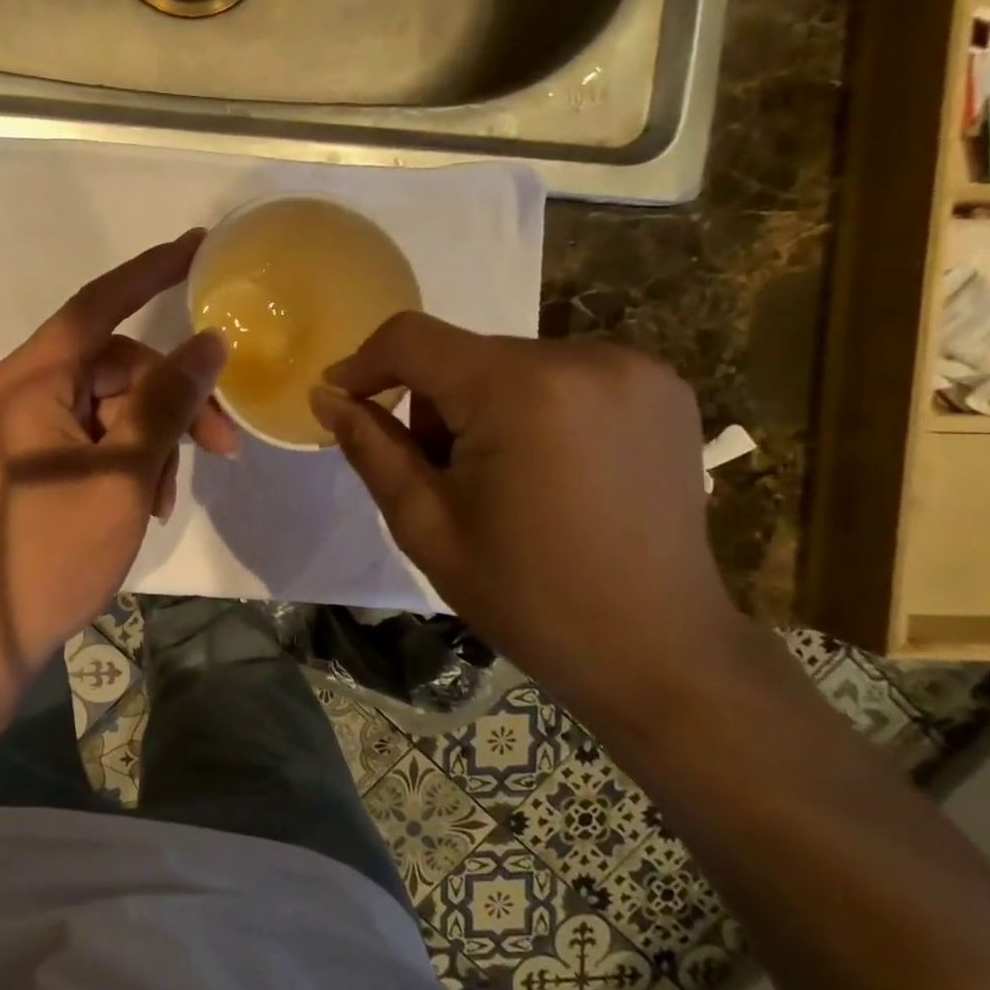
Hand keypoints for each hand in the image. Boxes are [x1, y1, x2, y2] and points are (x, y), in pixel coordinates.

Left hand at [0, 231, 237, 673]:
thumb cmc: (51, 553)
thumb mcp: (124, 475)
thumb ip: (167, 403)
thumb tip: (209, 343)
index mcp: (30, 380)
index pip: (98, 304)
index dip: (151, 271)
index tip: (200, 246)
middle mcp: (19, 391)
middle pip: (114, 366)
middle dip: (171, 400)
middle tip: (221, 445)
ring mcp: (20, 428)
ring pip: (109, 407)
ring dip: (151, 440)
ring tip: (166, 498)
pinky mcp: (28, 461)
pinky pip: (90, 437)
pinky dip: (125, 460)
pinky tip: (144, 502)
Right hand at [312, 313, 752, 724]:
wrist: (657, 650)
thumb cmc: (527, 596)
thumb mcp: (425, 524)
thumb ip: (370, 447)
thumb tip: (325, 396)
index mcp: (520, 391)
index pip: (413, 338)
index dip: (364, 363)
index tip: (341, 400)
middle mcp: (583, 358)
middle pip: (464, 353)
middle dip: (432, 403)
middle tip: (435, 474)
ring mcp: (634, 369)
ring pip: (511, 364)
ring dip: (482, 405)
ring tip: (499, 479)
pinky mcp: (664, 388)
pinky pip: (562, 375)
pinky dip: (533, 406)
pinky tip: (549, 468)